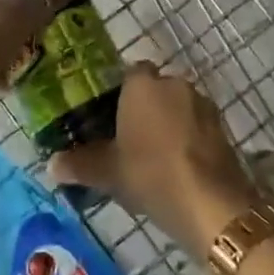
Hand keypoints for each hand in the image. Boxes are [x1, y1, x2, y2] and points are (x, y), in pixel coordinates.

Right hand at [48, 64, 259, 252]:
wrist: (209, 202)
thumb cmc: (150, 174)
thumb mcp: (108, 172)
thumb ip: (80, 164)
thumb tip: (52, 164)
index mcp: (143, 85)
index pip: (130, 73)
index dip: (121, 92)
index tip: (111, 117)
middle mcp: (175, 84)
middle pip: (156, 89)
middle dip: (146, 108)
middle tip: (129, 139)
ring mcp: (203, 104)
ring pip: (179, 106)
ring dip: (169, 123)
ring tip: (155, 157)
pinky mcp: (222, 128)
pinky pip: (197, 126)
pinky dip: (188, 139)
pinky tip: (179, 166)